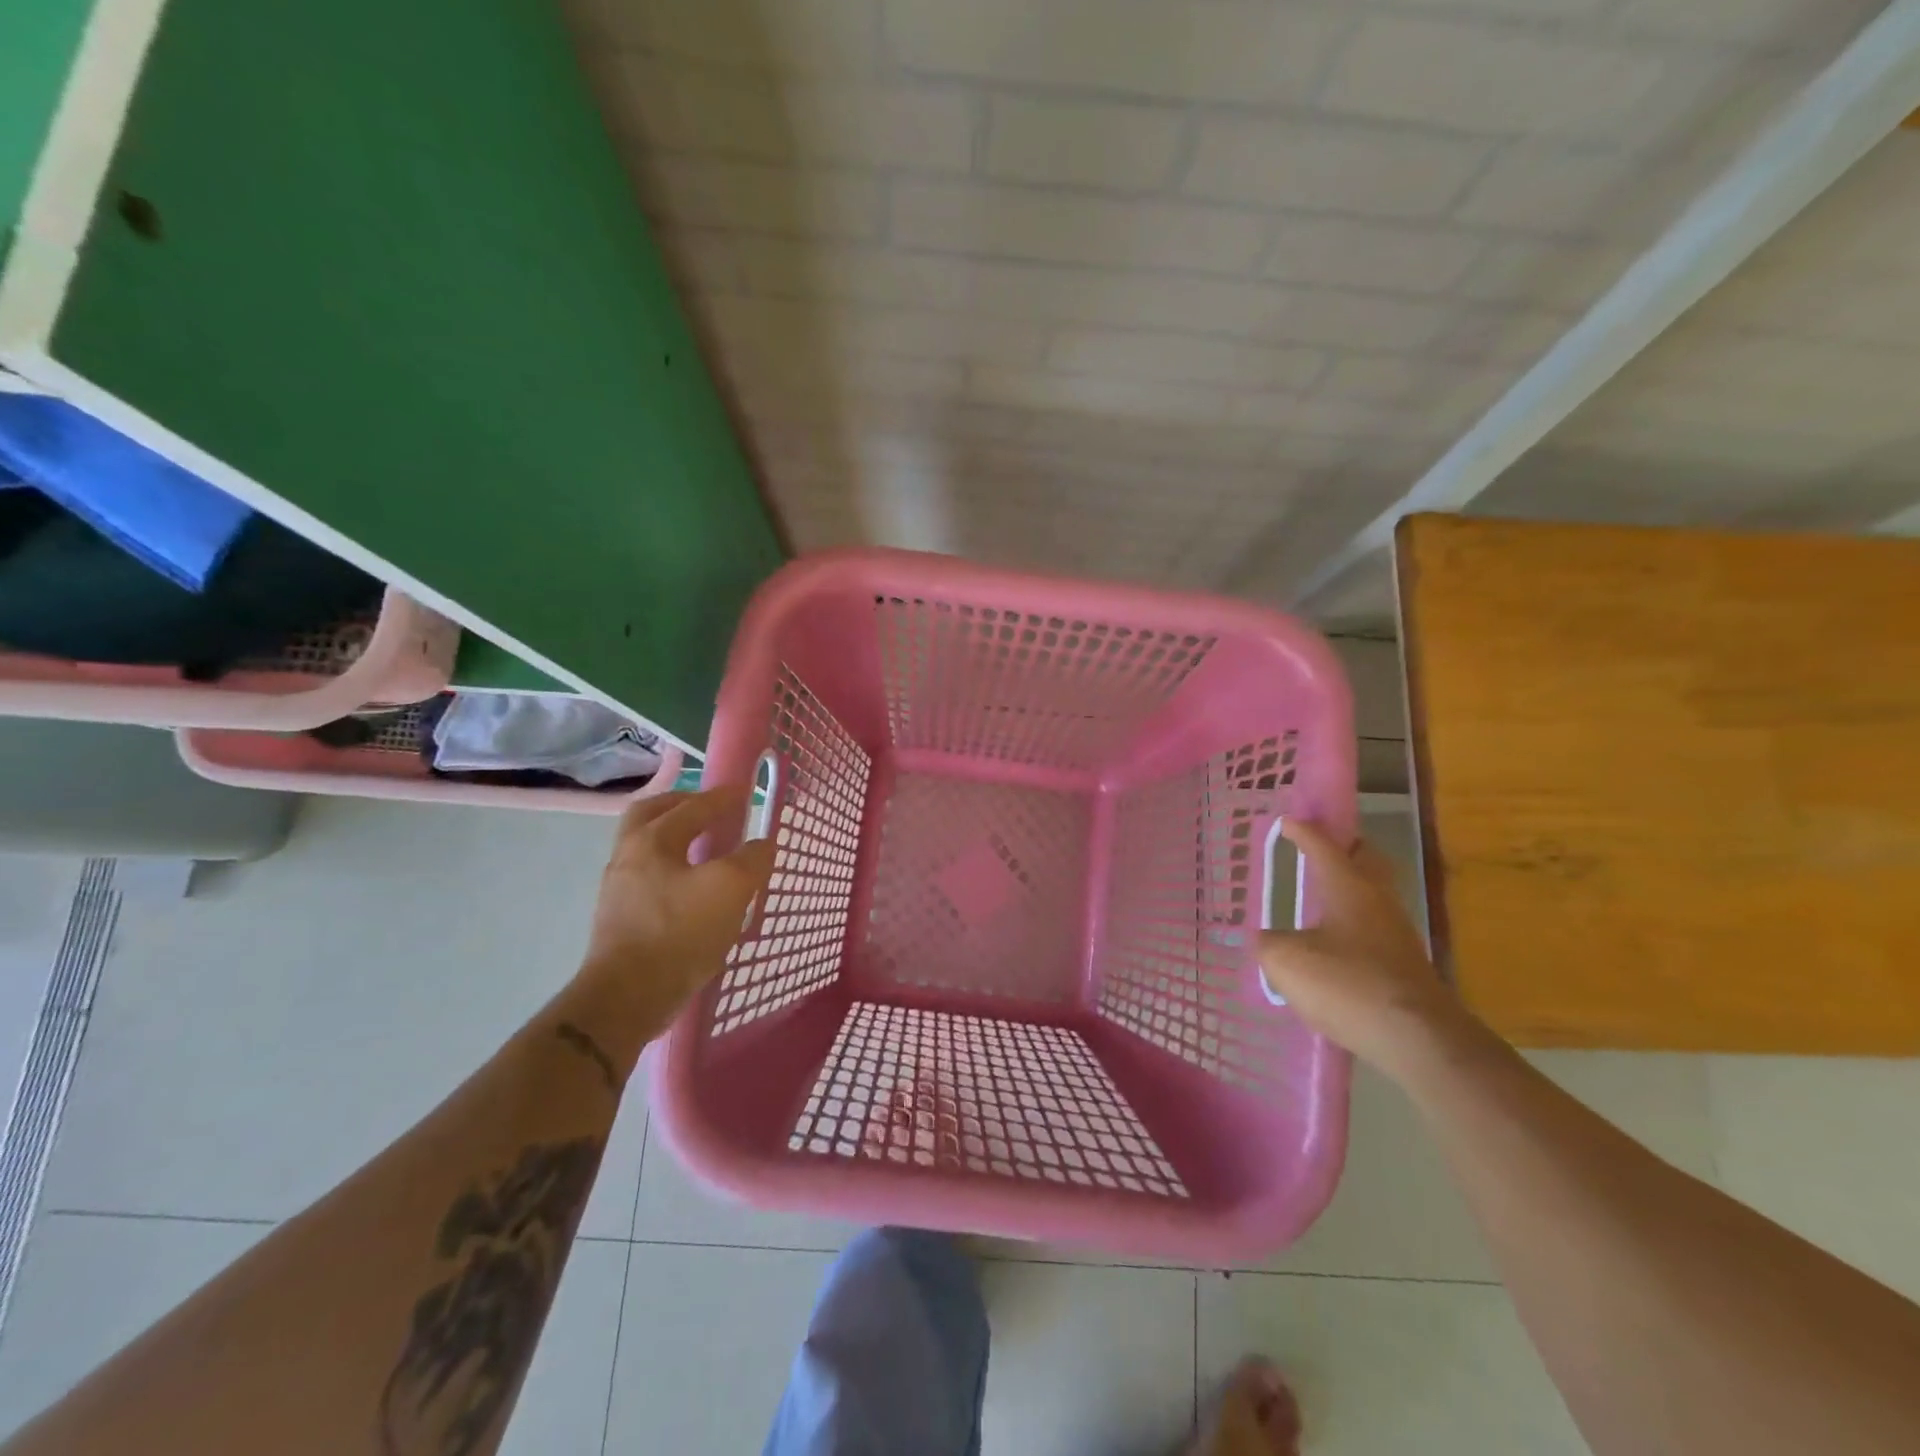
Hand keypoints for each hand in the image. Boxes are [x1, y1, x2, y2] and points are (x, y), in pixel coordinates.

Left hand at [579, 787, 775, 1017]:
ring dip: (675, 839)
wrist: (627, 997)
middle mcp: (628, 856)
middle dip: (682, 806)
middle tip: (710, 810)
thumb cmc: (679, 932)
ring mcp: (619, 889)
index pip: (692, 806)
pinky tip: (692, 888)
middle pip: (651, 815)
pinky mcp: (619, 919)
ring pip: (647, 848)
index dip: (722, 797)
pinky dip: (671, 869)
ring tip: (707, 850)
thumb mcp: (729, 889)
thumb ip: (751, 860)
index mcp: (652, 840)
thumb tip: (761, 844)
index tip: (745, 792)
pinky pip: (648, 877)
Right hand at [1258, 820, 1476, 1079]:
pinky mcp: (1404, 965)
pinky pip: (1374, 927)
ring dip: (1350, 885)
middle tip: (1319, 845)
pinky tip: (1334, 940)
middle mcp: (1378, 901)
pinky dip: (1353, 921)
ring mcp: (1396, 934)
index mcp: (1349, 887)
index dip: (1304, 831)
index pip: (1324, 846)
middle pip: (1366, 860)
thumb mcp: (1286, 961)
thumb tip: (1266, 940)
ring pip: (1373, 893)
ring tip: (1320, 893)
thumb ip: (1268, 943)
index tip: (1287, 821)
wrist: (1417, 1039)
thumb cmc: (1347, 984)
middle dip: (1343, 846)